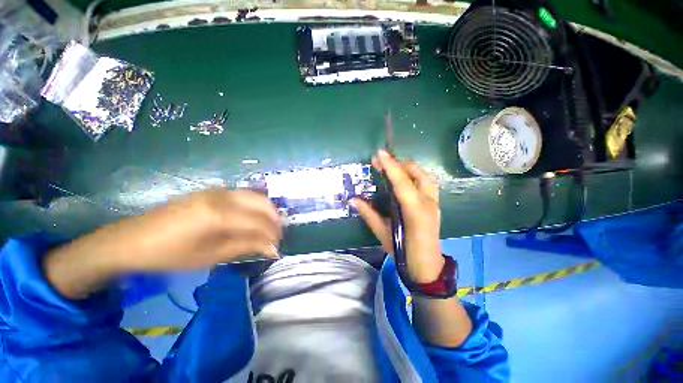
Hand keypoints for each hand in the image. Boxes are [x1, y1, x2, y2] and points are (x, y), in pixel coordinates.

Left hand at [104, 189, 281, 269]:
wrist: (133, 240)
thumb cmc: (170, 255)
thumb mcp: (210, 256)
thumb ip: (245, 247)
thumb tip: (272, 249)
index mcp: (220, 215)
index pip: (260, 223)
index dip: (272, 236)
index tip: (276, 248)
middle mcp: (223, 197)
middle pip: (263, 204)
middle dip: (275, 221)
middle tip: (276, 237)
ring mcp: (218, 190)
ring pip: (256, 197)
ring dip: (267, 212)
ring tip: (268, 228)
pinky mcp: (212, 191)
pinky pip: (244, 195)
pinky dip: (255, 206)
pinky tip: (253, 218)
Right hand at [351, 150, 444, 282]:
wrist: (428, 268)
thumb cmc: (404, 253)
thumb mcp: (384, 234)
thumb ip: (369, 215)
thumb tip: (353, 200)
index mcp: (415, 212)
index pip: (402, 183)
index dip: (390, 166)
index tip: (380, 154)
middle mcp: (428, 203)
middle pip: (417, 174)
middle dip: (399, 164)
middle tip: (381, 162)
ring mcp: (435, 203)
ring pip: (425, 176)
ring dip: (408, 168)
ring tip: (393, 168)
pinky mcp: (435, 205)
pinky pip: (426, 183)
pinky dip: (415, 175)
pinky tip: (404, 179)